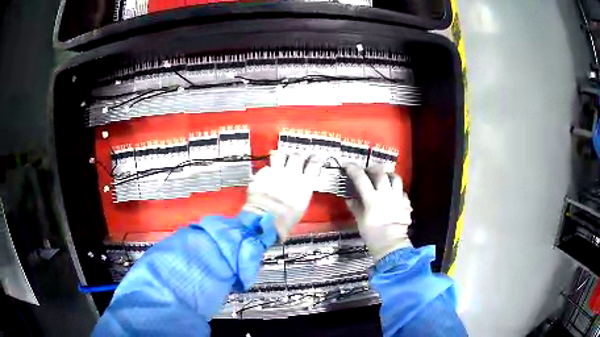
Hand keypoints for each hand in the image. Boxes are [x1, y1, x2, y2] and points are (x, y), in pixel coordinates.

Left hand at [243, 151, 317, 240]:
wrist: (267, 218)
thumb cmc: (288, 217)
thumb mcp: (302, 204)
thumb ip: (303, 190)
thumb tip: (302, 184)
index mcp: (305, 182)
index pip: (314, 164)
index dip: (315, 159)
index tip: (316, 158)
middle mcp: (291, 173)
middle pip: (297, 156)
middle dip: (299, 155)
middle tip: (299, 156)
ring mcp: (275, 172)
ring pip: (280, 155)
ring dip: (283, 156)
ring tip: (282, 158)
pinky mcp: (261, 175)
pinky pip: (266, 167)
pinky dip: (268, 169)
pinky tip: (268, 173)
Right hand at [344, 164, 411, 260]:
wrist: (391, 244)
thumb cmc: (372, 234)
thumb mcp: (360, 221)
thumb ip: (356, 207)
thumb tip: (350, 199)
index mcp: (372, 199)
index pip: (361, 179)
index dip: (354, 170)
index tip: (348, 165)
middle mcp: (386, 194)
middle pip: (381, 174)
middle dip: (373, 169)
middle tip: (368, 170)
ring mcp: (398, 198)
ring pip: (396, 178)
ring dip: (389, 175)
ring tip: (384, 177)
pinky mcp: (406, 204)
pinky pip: (402, 192)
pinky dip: (397, 190)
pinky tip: (394, 194)